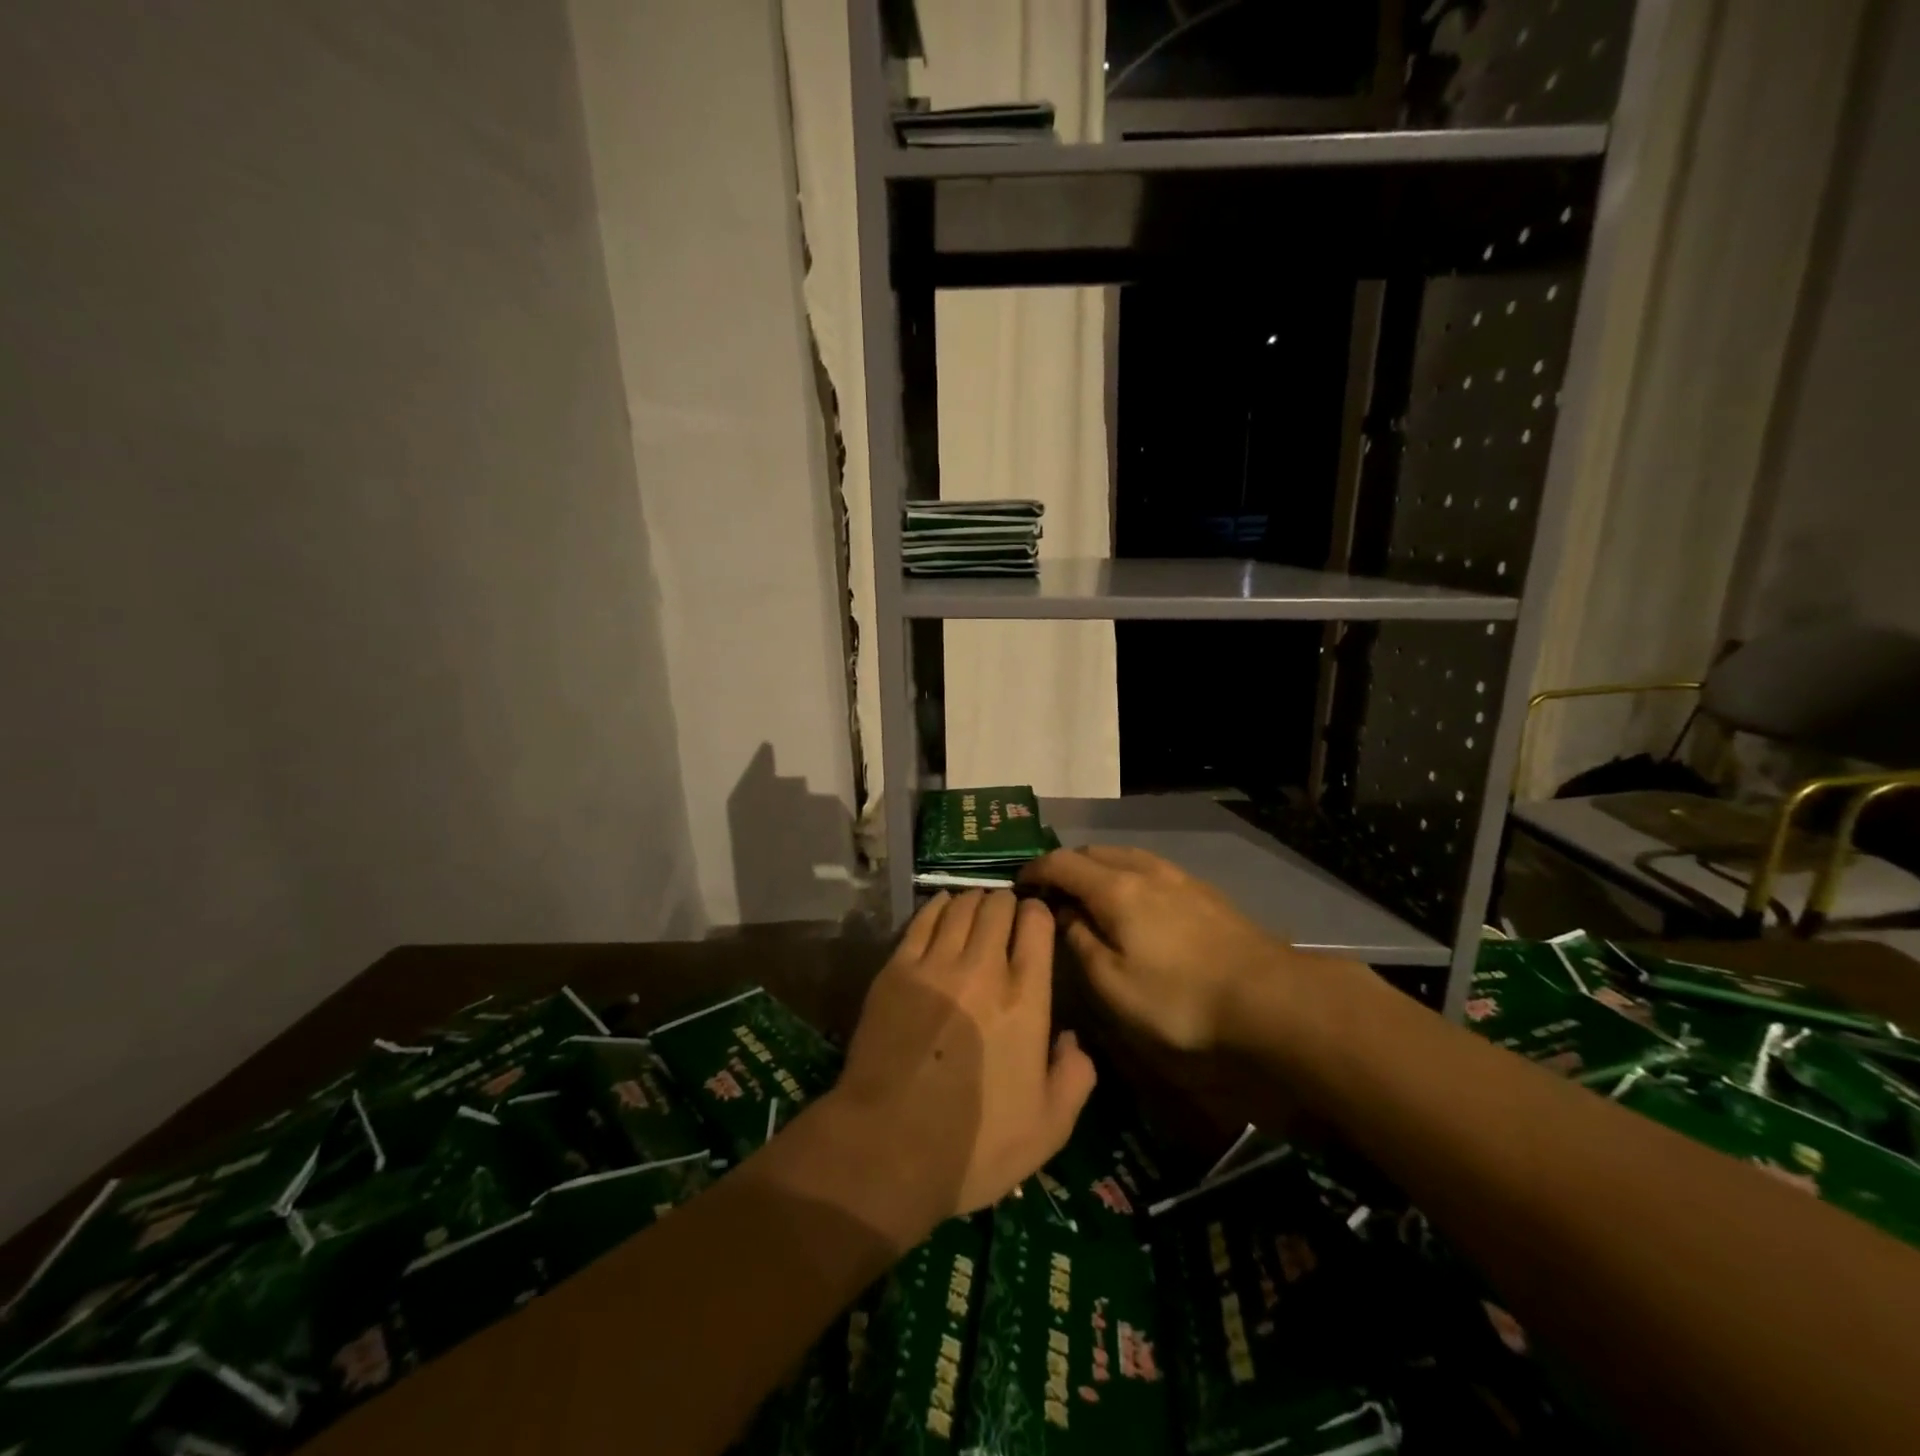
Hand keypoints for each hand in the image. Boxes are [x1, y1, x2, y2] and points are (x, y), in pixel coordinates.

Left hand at [830, 890, 1096, 1222]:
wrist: (887, 1147)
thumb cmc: (975, 1145)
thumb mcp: (1049, 1129)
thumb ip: (1074, 1078)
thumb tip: (1072, 1039)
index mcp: (1025, 1002)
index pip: (1036, 925)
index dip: (1038, 914)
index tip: (1035, 922)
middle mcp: (982, 970)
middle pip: (997, 906)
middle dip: (1006, 903)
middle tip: (1005, 917)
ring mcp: (935, 966)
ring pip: (960, 906)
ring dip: (974, 901)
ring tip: (975, 911)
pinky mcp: (896, 970)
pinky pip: (923, 919)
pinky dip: (938, 906)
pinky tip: (942, 908)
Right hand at [1020, 846, 1291, 1052]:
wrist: (1271, 999)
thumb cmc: (1181, 1000)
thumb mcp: (1113, 986)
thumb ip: (1080, 944)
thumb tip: (1063, 914)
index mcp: (1115, 889)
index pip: (1062, 863)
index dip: (1035, 869)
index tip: (1017, 884)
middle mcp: (1145, 870)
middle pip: (1094, 852)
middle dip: (1065, 865)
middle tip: (1050, 891)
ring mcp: (1179, 877)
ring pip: (1126, 856)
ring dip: (1098, 866)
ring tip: (1088, 892)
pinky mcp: (1204, 892)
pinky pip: (1151, 868)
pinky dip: (1127, 874)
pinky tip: (1135, 899)